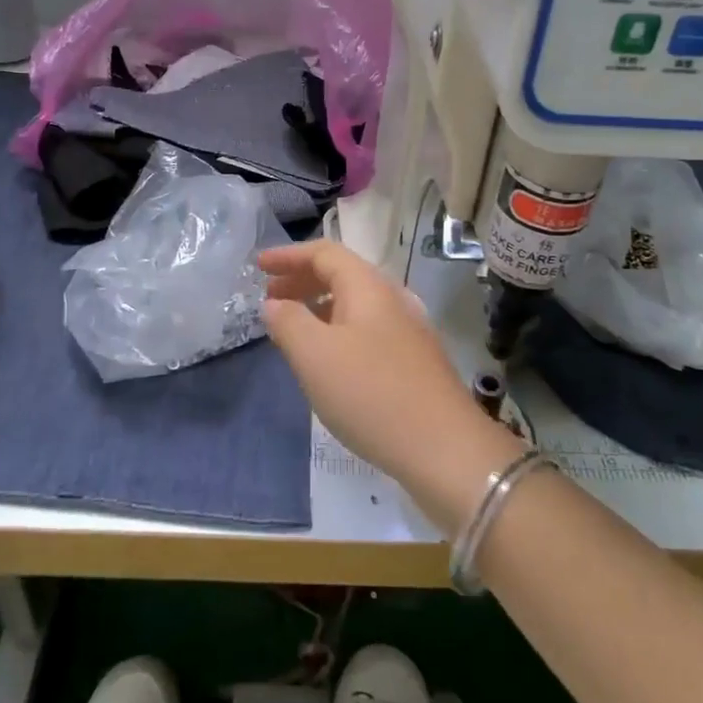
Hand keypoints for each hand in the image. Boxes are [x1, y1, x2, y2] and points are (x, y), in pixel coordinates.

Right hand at [259, 240, 522, 529]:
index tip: (258, 266)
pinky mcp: (415, 361)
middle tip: (269, 298)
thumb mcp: (315, 356)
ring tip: (292, 329)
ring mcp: (409, 330)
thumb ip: (288, 322)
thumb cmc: (371, 393)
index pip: (324, 253)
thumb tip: (274, 303)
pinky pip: (367, 330)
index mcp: (369, 286)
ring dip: (319, 307)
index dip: (288, 255)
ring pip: (356, 305)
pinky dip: (338, 331)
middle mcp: (392, 298)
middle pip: (342, 275)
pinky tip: (329, 361)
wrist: (445, 449)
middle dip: (302, 280)